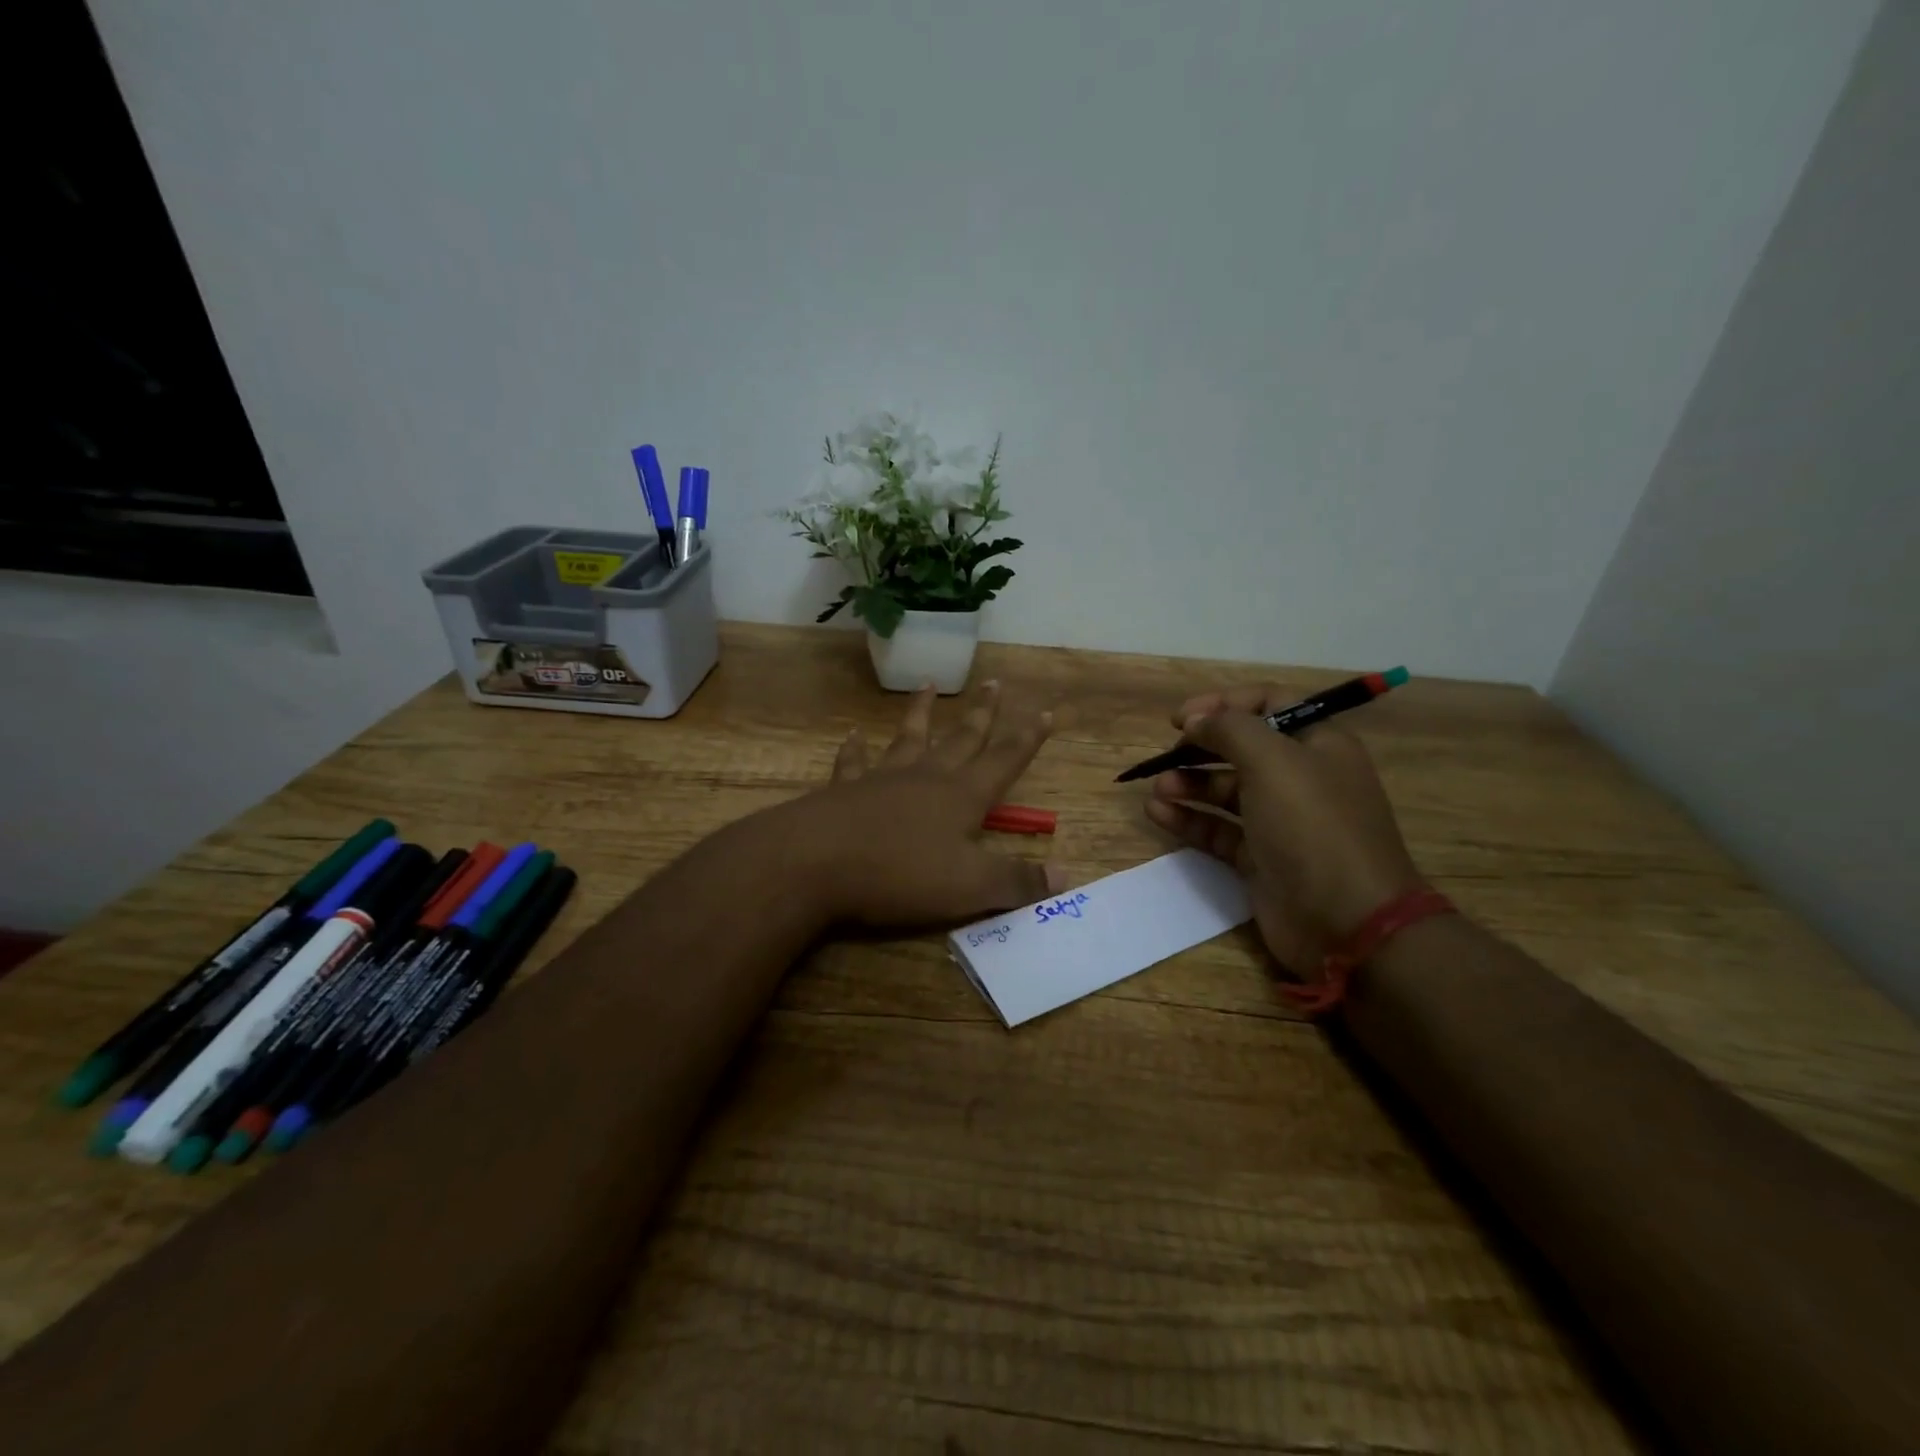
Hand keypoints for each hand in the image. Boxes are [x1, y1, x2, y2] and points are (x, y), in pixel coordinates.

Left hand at [785, 682, 1064, 927]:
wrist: (815, 862)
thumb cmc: (900, 873)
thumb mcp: (969, 887)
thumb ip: (1016, 882)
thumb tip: (1065, 875)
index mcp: (961, 796)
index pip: (1004, 760)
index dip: (1028, 739)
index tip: (1045, 712)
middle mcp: (926, 777)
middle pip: (961, 738)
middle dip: (981, 713)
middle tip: (993, 683)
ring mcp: (882, 778)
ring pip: (909, 737)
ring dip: (921, 712)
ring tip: (928, 685)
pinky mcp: (844, 790)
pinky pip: (853, 761)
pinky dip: (855, 748)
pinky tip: (852, 736)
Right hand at [1143, 685, 1421, 973]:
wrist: (1346, 921)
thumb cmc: (1312, 826)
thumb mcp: (1272, 761)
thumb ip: (1229, 729)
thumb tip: (1196, 721)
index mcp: (1318, 744)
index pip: (1269, 705)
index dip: (1224, 703)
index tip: (1182, 718)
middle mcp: (1300, 778)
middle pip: (1242, 748)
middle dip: (1201, 747)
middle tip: (1167, 754)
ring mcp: (1279, 821)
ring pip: (1226, 790)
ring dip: (1189, 783)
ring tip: (1159, 787)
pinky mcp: (1260, 858)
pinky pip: (1218, 829)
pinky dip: (1188, 818)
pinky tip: (1157, 813)